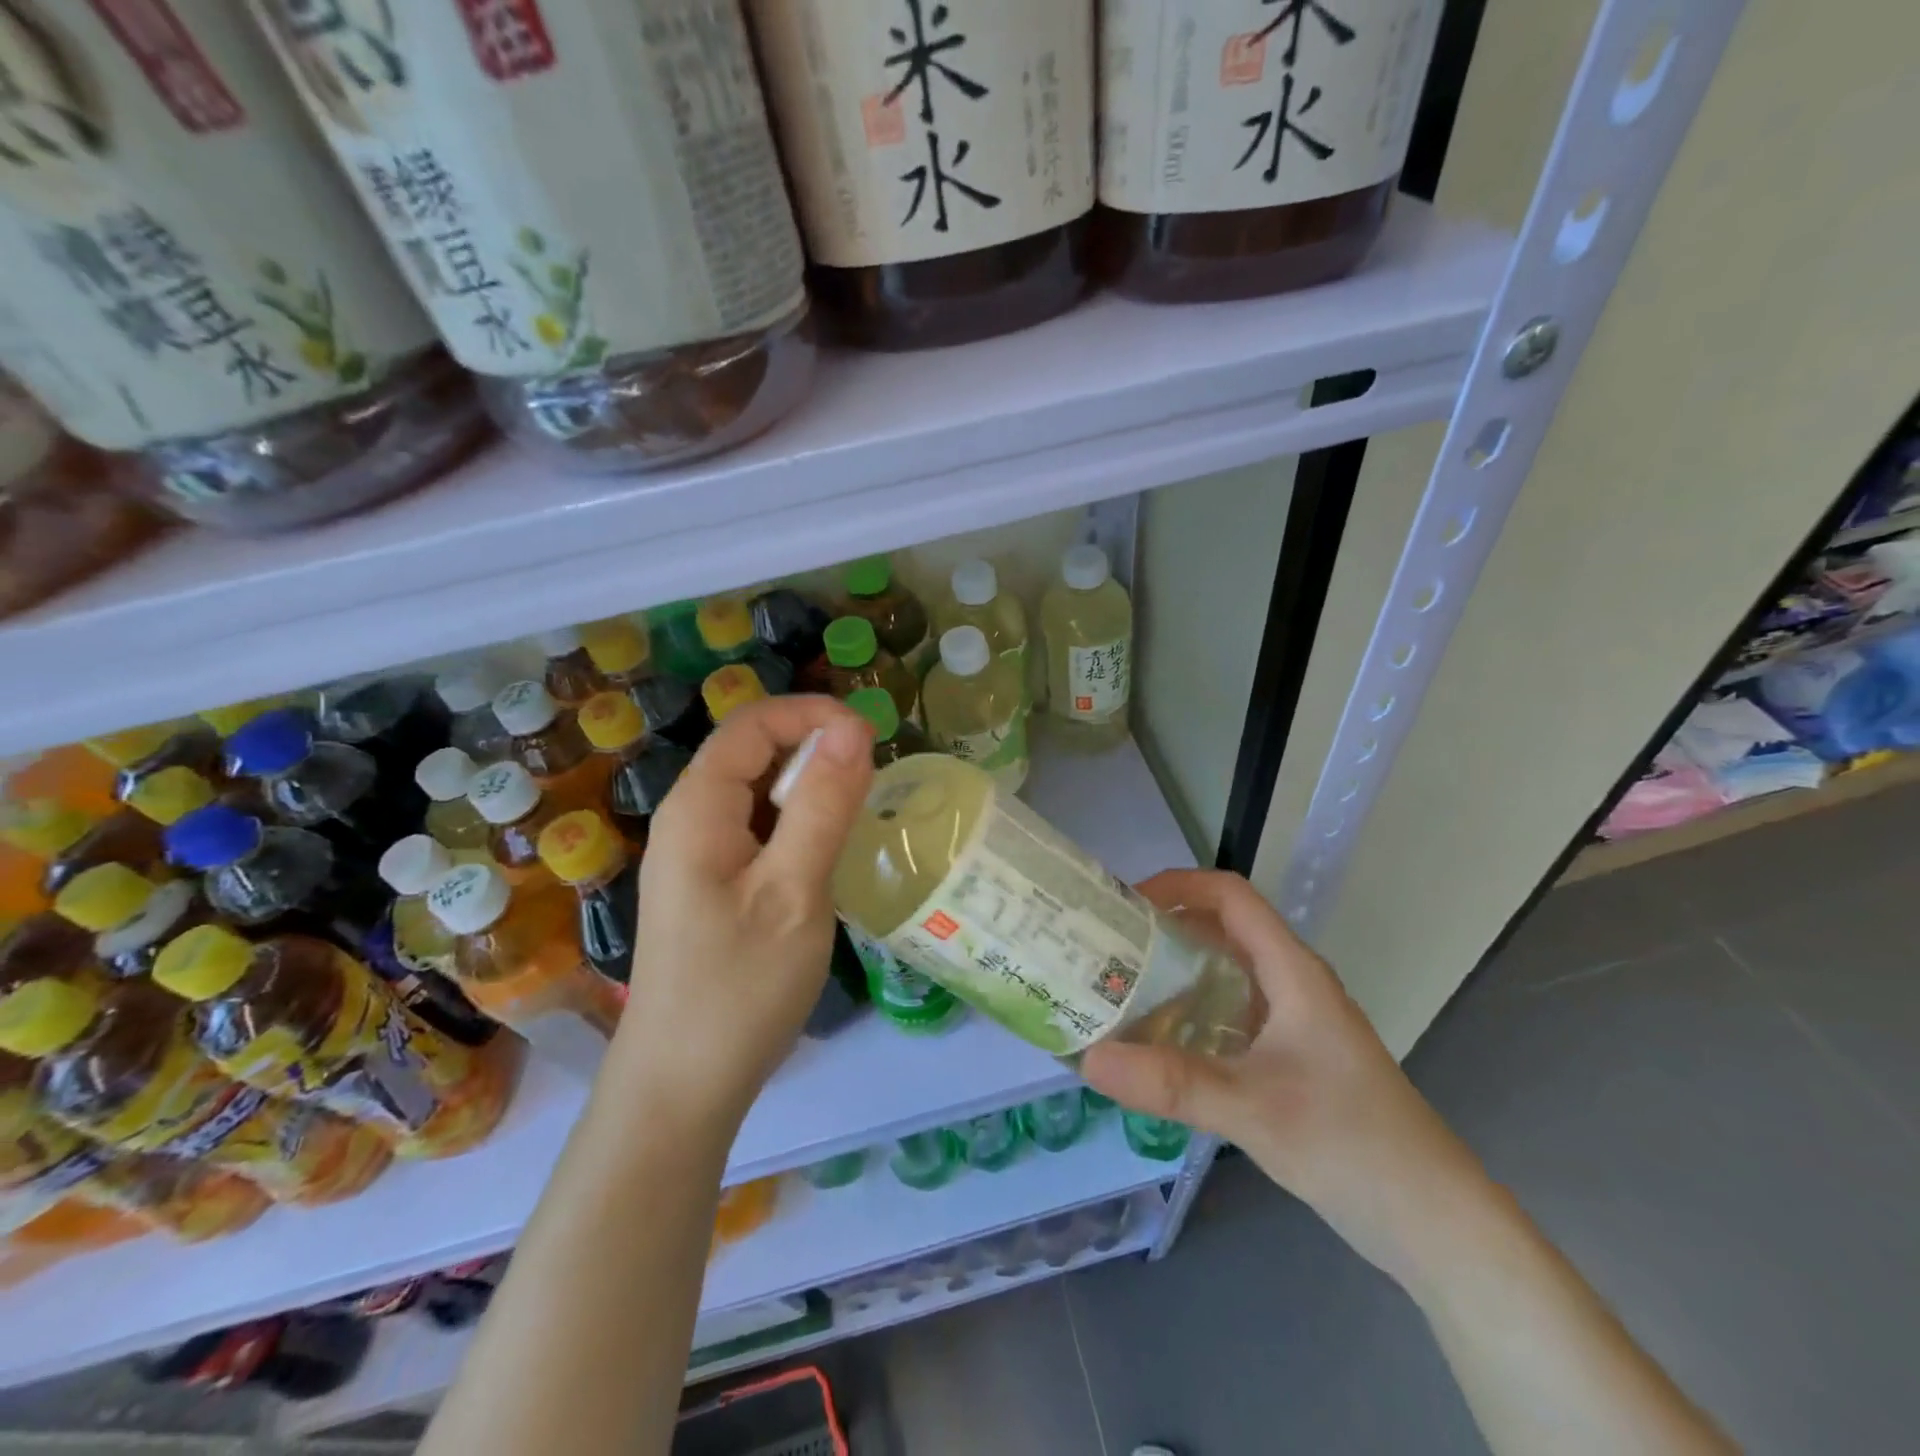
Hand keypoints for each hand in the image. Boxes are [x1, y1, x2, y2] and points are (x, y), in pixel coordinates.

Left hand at [615, 695, 872, 1124]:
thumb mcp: (794, 891)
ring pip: (760, 793)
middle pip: (754, 753)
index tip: (871, 740)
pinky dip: (799, 826)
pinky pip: (759, 830)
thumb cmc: (739, 987)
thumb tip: (852, 728)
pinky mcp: (713, 886)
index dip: (813, 716)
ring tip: (856, 819)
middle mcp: (691, 819)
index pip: (753, 723)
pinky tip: (826, 857)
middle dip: (815, 751)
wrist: (683, 1087)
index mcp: (698, 808)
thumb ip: (824, 806)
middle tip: (871, 785)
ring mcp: (699, 855)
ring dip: (811, 790)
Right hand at [1080, 870, 1496, 1287]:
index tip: (1124, 904)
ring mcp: (1293, 1022)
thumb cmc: (1353, 1145)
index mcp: (1292, 971)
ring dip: (1174, 971)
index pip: (1231, 896)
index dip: (1178, 885)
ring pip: (1225, 973)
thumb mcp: (1255, 1109)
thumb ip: (1173, 1083)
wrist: (1434, 1222)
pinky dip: (1191, 1013)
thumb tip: (1089, 1059)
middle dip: (1164, 928)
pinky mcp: (1291, 1057)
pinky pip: (1230, 1013)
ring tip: (1119, 989)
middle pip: (1223, 929)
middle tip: (1106, 947)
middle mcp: (1292, 983)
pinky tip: (1159, 1044)